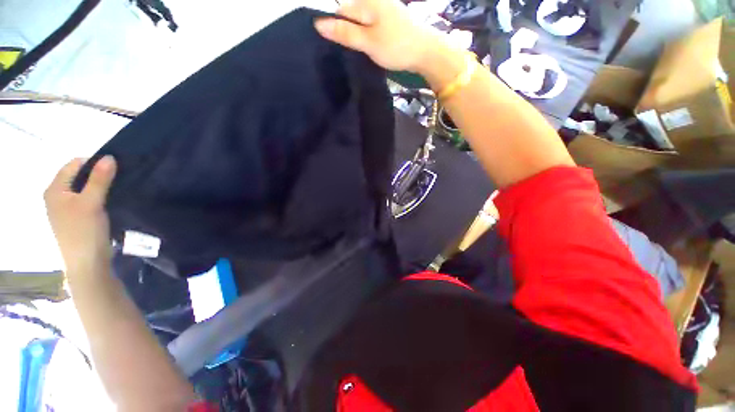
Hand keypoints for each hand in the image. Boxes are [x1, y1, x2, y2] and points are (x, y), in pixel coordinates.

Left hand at [44, 156, 116, 274]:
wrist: (87, 263)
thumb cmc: (84, 231)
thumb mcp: (92, 203)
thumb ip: (99, 179)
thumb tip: (109, 157)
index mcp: (55, 190)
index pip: (74, 165)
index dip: (93, 162)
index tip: (115, 167)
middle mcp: (57, 196)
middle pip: (78, 176)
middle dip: (98, 174)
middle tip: (119, 177)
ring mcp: (66, 208)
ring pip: (84, 188)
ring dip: (100, 186)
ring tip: (117, 187)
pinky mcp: (77, 217)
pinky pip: (87, 199)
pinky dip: (99, 196)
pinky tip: (110, 200)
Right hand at [315, 0, 438, 72]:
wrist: (425, 51)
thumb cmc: (396, 46)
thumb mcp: (368, 42)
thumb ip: (345, 33)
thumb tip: (318, 23)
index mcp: (365, 0)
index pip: (338, 11)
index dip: (336, 30)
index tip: (339, 48)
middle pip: (349, 15)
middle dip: (347, 33)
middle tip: (354, 52)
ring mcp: (382, 8)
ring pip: (360, 21)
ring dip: (358, 37)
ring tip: (363, 51)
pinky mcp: (388, 18)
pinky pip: (370, 25)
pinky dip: (368, 36)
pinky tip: (371, 47)